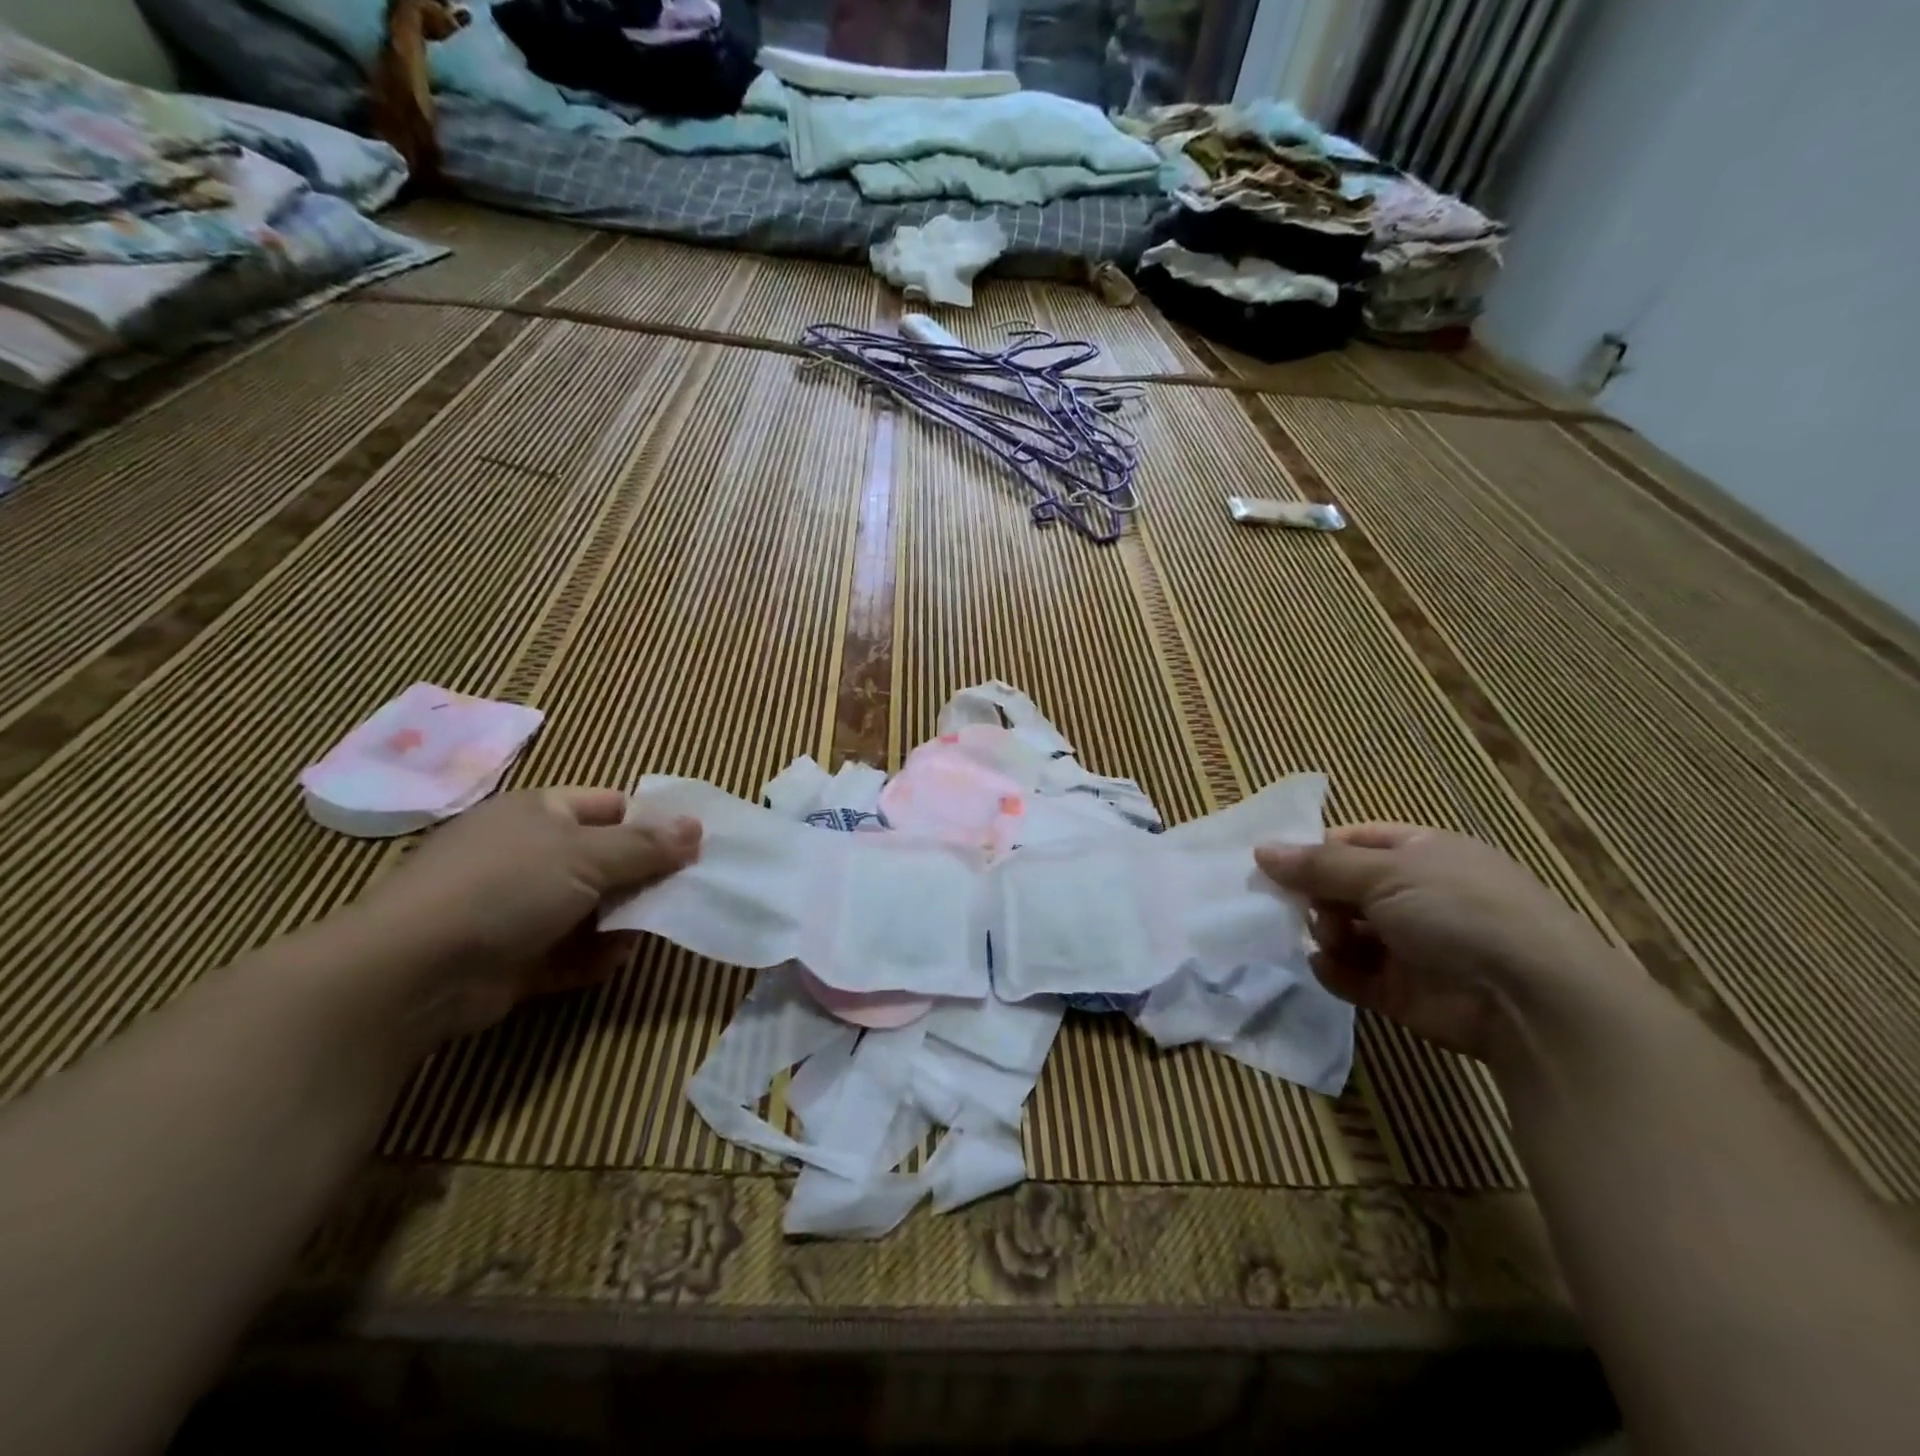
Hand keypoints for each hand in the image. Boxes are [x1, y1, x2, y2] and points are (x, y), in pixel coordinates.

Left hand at [356, 788, 700, 1041]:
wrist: (412, 972)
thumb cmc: (506, 887)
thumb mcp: (587, 855)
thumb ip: (647, 845)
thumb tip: (697, 827)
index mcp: (540, 813)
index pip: (610, 806)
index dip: (651, 823)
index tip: (690, 847)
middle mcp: (529, 854)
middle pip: (604, 860)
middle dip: (643, 877)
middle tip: (683, 891)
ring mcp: (516, 907)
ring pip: (590, 908)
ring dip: (622, 921)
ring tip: (650, 930)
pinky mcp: (512, 957)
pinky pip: (568, 951)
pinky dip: (592, 956)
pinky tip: (611, 960)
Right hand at [1255, 823, 1616, 1061]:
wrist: (1531, 1001)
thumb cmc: (1459, 911)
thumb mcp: (1383, 873)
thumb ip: (1317, 865)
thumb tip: (1261, 849)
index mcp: (1421, 854)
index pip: (1353, 842)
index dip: (1315, 851)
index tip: (1277, 864)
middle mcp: (1415, 896)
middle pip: (1342, 888)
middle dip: (1316, 896)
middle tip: (1301, 906)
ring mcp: (1410, 945)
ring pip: (1344, 931)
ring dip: (1327, 933)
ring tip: (1332, 939)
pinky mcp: (1402, 991)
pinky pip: (1351, 975)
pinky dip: (1335, 971)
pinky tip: (1330, 968)